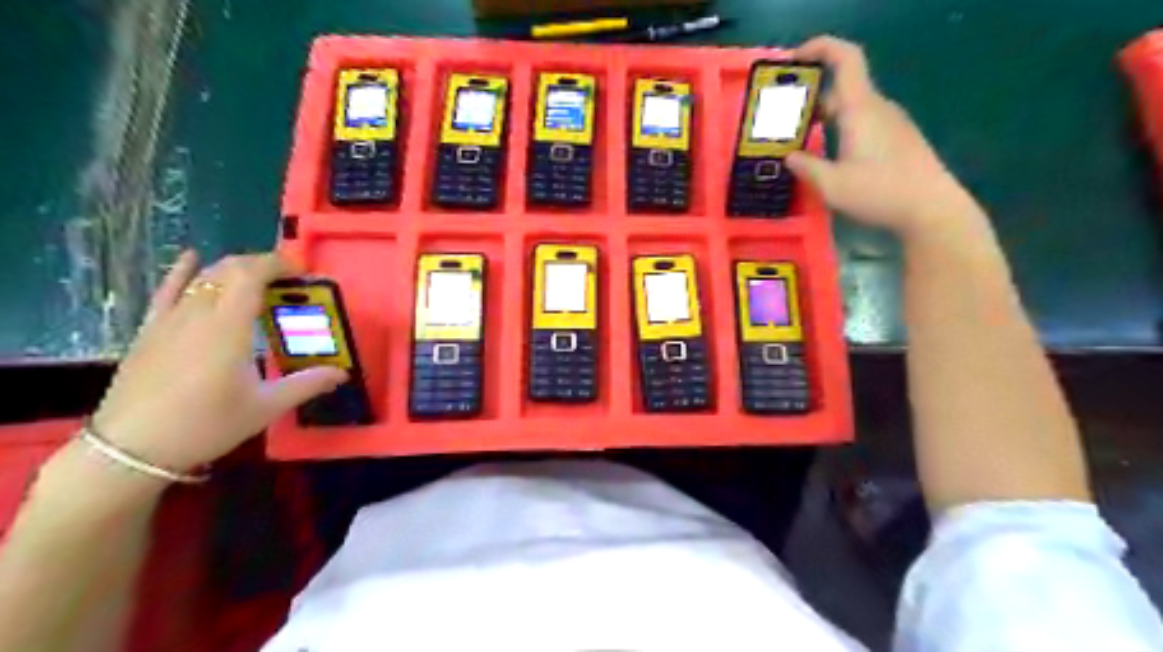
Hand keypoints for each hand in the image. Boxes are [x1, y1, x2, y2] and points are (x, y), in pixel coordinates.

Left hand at [89, 253, 345, 472]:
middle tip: (288, 280)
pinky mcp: (150, 330)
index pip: (250, 275)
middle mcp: (197, 313)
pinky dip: (182, 271)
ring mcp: (169, 320)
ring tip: (257, 280)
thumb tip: (342, 373)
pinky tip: (191, 258)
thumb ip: (306, 384)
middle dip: (261, 265)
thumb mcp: (265, 406)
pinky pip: (167, 290)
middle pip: (228, 270)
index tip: (301, 271)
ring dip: (233, 270)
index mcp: (228, 327)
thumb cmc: (206, 425)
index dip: (277, 264)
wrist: (131, 449)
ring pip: (202, 278)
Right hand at [786, 37, 983, 239]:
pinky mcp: (897, 139)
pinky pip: (862, 122)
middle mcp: (877, 108)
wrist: (931, 209)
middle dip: (809, 97)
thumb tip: (790, 157)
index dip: (819, 48)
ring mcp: (890, 123)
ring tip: (799, 140)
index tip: (794, 60)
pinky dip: (839, 128)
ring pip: (851, 108)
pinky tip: (828, 156)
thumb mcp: (831, 185)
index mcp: (860, 109)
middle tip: (782, 118)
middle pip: (841, 87)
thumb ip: (806, 167)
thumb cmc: (880, 192)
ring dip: (823, 117)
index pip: (845, 58)